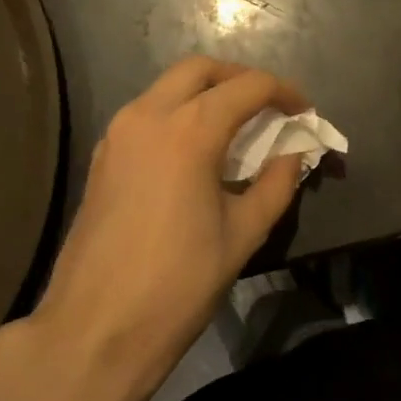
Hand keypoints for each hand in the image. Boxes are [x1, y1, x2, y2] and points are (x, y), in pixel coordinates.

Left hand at [26, 57, 307, 400]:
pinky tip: (198, 151)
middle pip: (201, 70)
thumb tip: (293, 155)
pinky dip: (179, 114)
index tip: (305, 113)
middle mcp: (148, 116)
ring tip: (239, 128)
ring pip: (168, 88)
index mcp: (189, 131)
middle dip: (241, 79)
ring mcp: (118, 134)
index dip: (284, 93)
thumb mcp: (243, 234)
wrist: (95, 330)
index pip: (247, 87)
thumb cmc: (178, 283)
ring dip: (207, 94)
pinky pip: (148, 114)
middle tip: (270, 107)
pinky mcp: (102, 157)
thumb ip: (277, 184)